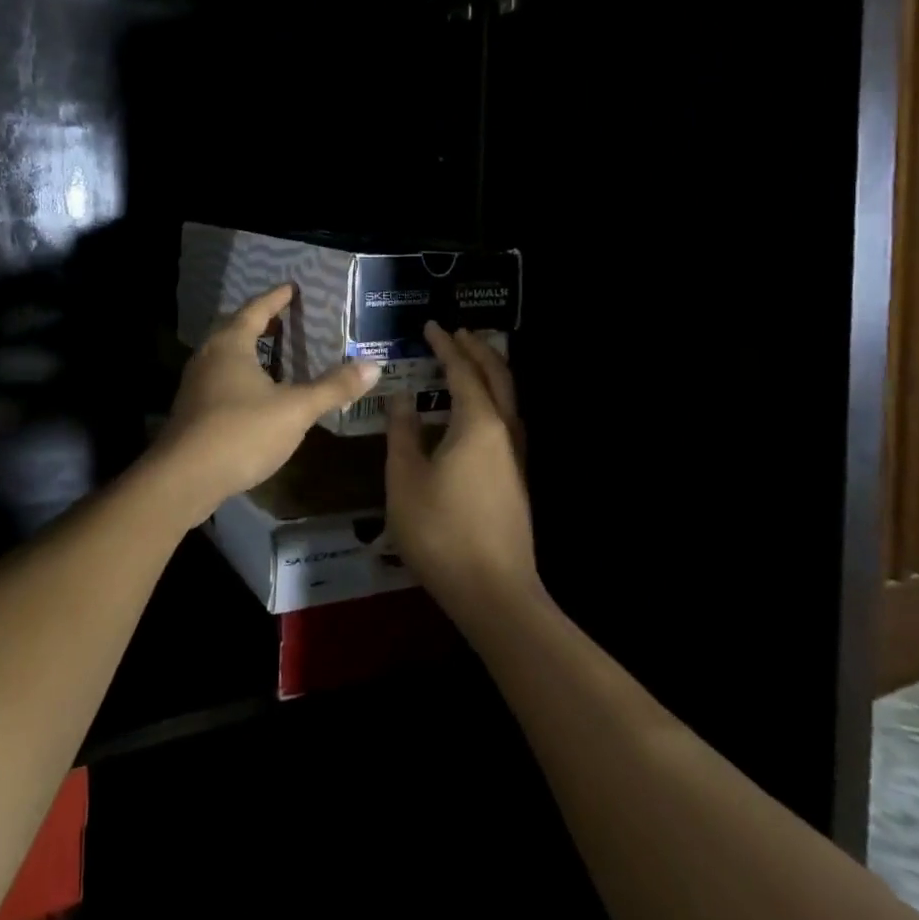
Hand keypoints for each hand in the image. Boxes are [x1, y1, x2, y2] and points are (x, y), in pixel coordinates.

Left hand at [149, 284, 380, 524]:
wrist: (183, 479)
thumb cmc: (241, 432)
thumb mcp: (295, 409)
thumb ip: (333, 387)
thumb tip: (373, 366)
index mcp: (231, 344)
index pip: (256, 309)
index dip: (276, 298)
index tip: (291, 287)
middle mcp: (209, 355)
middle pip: (236, 328)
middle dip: (261, 321)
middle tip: (285, 317)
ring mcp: (196, 383)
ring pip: (226, 355)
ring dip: (249, 349)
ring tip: (274, 352)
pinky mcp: (192, 409)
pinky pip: (221, 378)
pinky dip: (241, 374)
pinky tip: (256, 393)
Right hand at [385, 324, 538, 624]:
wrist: (494, 592)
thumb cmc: (441, 530)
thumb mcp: (405, 479)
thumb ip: (403, 433)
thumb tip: (402, 398)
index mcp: (477, 423)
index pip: (462, 370)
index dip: (445, 346)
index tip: (430, 326)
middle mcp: (504, 431)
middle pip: (497, 376)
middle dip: (478, 350)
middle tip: (458, 332)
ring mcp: (515, 456)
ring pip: (508, 398)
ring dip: (490, 372)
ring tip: (470, 360)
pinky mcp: (516, 478)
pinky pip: (507, 419)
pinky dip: (493, 398)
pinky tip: (475, 412)